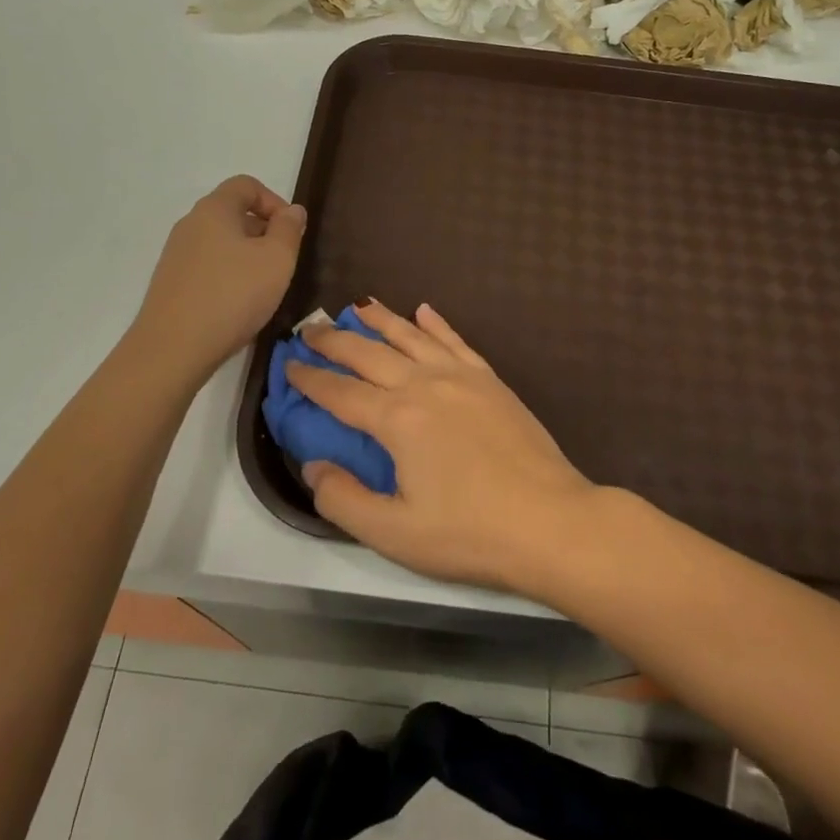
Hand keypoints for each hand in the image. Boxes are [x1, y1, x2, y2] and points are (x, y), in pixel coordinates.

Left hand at [132, 176, 305, 379]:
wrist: (172, 349)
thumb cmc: (233, 295)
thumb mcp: (277, 259)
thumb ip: (289, 229)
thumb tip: (292, 210)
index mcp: (214, 209)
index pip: (246, 185)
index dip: (274, 201)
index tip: (291, 232)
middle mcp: (190, 224)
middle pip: (232, 213)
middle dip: (263, 232)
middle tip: (282, 263)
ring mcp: (176, 255)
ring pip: (221, 242)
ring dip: (247, 257)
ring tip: (263, 288)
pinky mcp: (170, 283)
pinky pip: (207, 267)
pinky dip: (228, 276)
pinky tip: (238, 306)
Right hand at [286, 301, 597, 592]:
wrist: (551, 521)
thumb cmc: (470, 533)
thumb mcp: (394, 534)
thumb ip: (343, 500)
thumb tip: (313, 466)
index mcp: (396, 420)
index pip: (339, 392)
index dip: (309, 379)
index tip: (288, 365)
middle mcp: (424, 385)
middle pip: (369, 353)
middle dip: (334, 340)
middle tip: (310, 328)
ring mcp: (461, 377)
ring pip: (411, 336)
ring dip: (381, 319)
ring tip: (357, 306)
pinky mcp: (490, 380)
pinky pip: (455, 340)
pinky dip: (435, 323)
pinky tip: (423, 311)